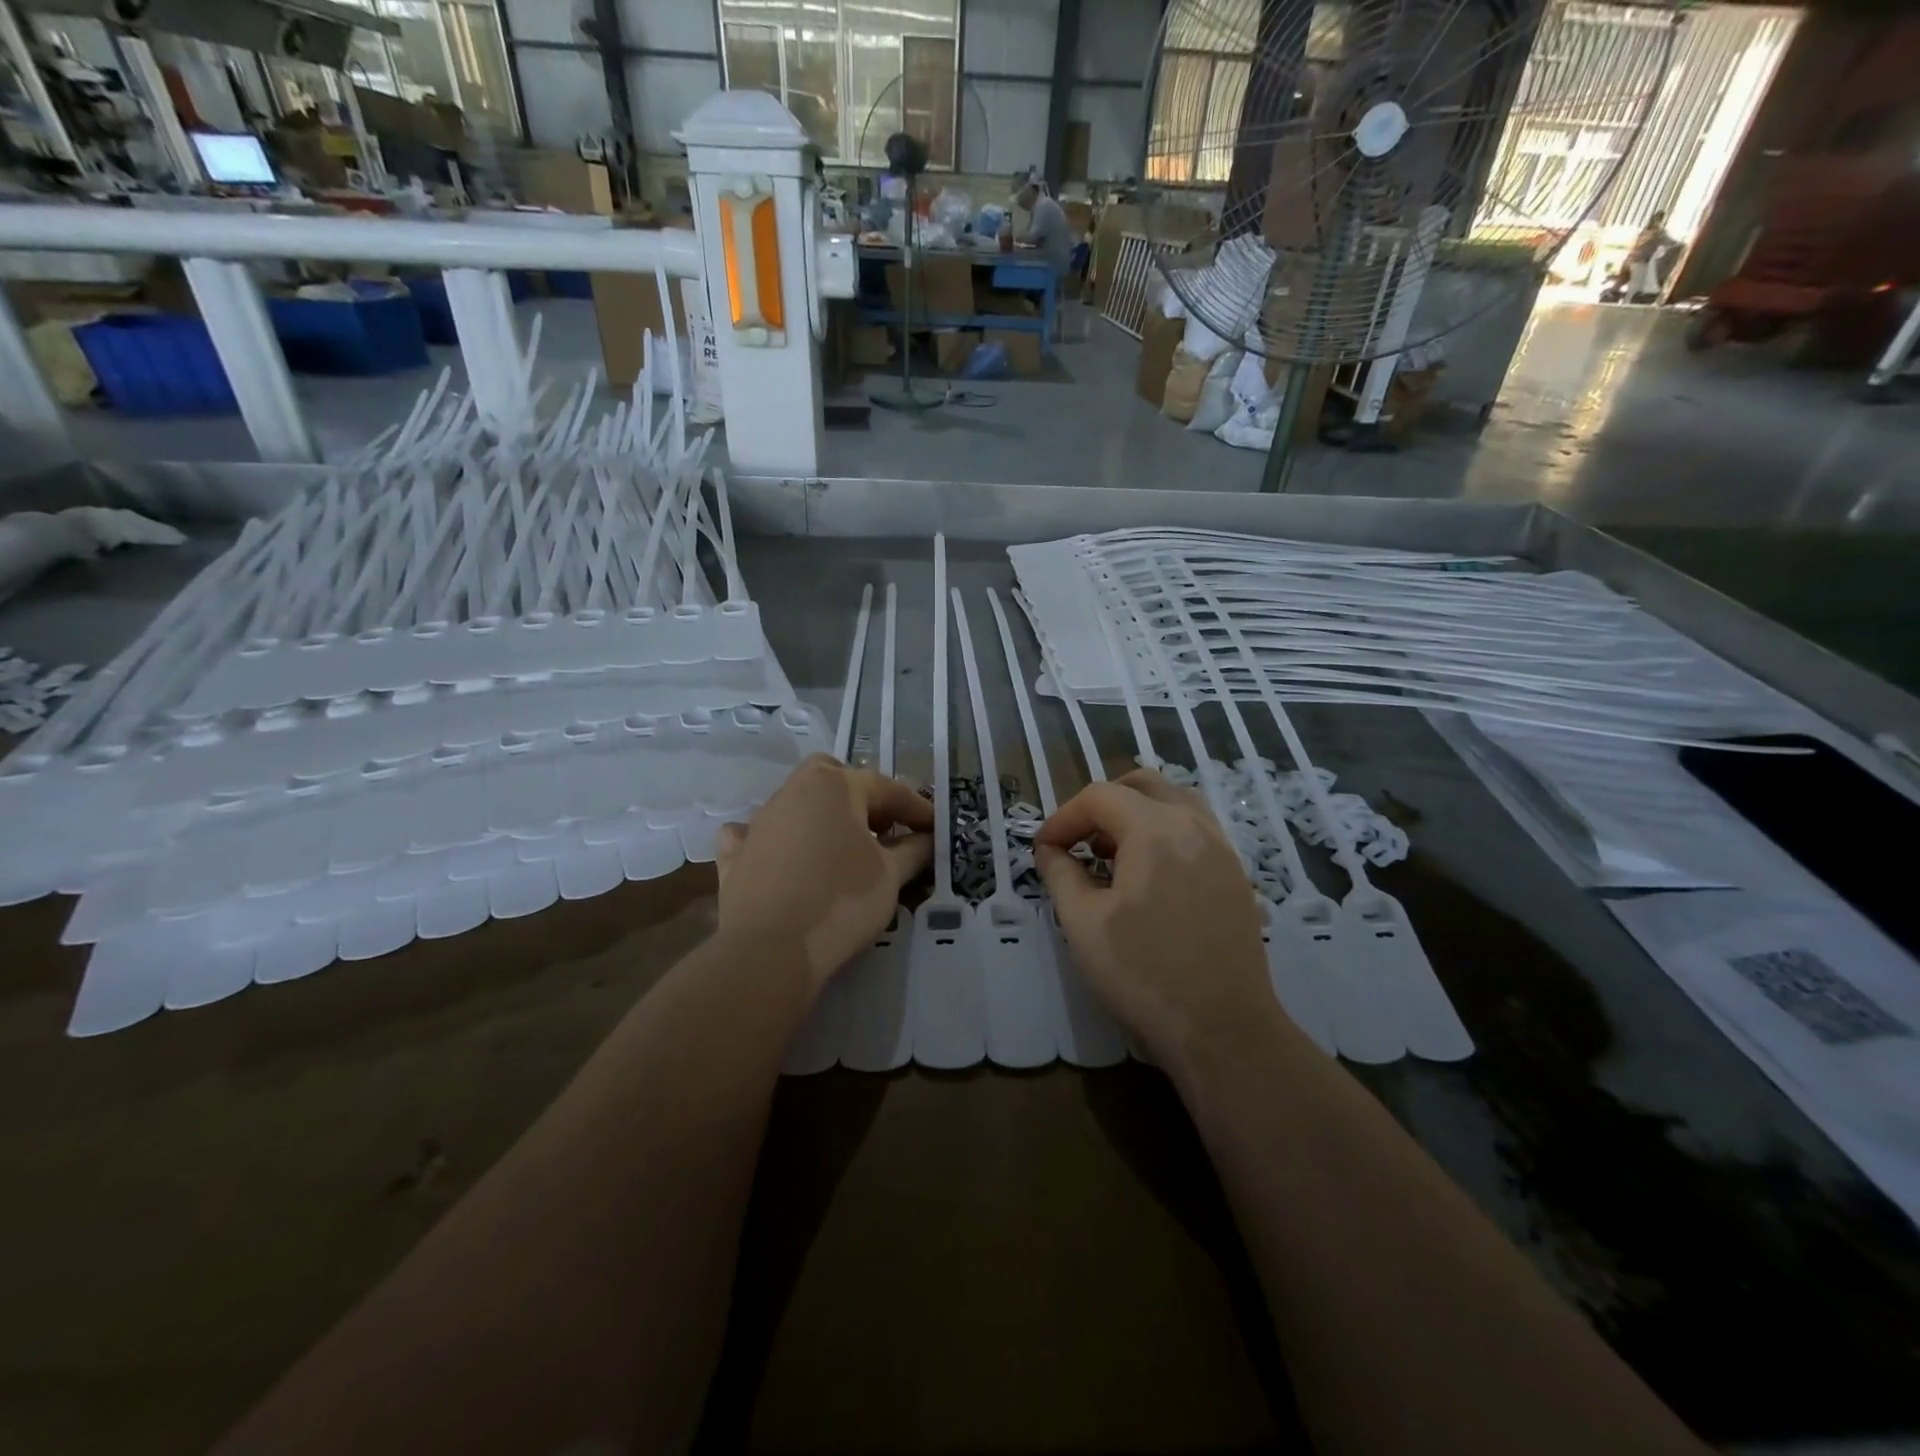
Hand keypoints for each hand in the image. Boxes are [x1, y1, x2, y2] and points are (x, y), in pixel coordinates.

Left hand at [716, 756, 932, 990]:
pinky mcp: (735, 854)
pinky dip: (774, 840)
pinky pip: (756, 834)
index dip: (916, 809)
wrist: (769, 949)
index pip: (887, 789)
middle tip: (882, 827)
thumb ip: (914, 851)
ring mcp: (759, 821)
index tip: (936, 829)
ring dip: (822, 817)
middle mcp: (794, 791)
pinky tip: (784, 858)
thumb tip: (927, 839)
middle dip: (861, 795)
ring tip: (842, 848)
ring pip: (796, 802)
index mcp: (835, 786)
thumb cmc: (841, 902)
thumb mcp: (891, 876)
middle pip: (833, 777)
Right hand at [1035, 769, 1281, 1067]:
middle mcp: (1194, 825)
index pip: (1099, 797)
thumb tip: (1050, 850)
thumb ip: (1060, 873)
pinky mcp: (1236, 876)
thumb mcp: (1082, 923)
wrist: (1223, 1029)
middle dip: (1102, 804)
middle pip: (1142, 785)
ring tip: (1113, 855)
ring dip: (1137, 814)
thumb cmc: (1142, 973)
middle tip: (1079, 841)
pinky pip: (1196, 831)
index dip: (1064, 817)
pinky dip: (1165, 834)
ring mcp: (1222, 849)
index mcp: (1155, 829)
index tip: (1044, 850)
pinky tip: (1149, 878)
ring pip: (1175, 802)